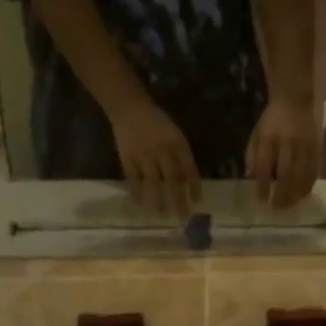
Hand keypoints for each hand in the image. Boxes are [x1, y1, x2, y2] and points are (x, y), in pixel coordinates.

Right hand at [109, 98, 198, 215]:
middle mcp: (162, 150)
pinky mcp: (128, 157)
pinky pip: (133, 179)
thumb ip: (181, 156)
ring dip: (158, 201)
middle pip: (173, 180)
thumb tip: (187, 182)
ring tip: (161, 215)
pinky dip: (137, 193)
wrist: (129, 107)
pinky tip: (140, 205)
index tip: (197, 203)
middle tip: (183, 218)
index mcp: (177, 143)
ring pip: (153, 183)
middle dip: (179, 200)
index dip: (194, 187)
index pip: (189, 169)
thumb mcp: (175, 134)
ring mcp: (144, 155)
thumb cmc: (157, 122)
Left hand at [245, 97, 320, 208]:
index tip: (262, 200)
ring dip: (296, 193)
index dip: (263, 185)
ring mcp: (304, 146)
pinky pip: (314, 171)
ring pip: (302, 175)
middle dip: (282, 194)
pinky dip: (308, 185)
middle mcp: (287, 143)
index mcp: (268, 138)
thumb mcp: (256, 134)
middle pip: (286, 174)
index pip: (264, 166)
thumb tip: (250, 178)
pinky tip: (303, 195)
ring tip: (290, 205)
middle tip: (277, 208)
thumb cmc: (272, 121)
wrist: (294, 100)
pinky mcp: (316, 148)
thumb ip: (252, 156)